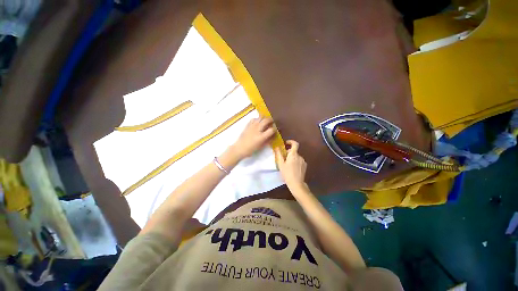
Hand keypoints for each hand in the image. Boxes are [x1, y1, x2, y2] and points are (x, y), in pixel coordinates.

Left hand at [231, 117, 275, 158]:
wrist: (240, 148)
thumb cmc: (251, 149)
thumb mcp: (261, 146)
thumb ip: (268, 140)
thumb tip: (273, 135)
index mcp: (261, 136)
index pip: (271, 130)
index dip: (275, 129)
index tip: (276, 129)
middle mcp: (257, 129)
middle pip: (266, 120)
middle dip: (271, 120)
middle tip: (272, 122)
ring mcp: (252, 126)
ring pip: (260, 117)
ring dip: (264, 118)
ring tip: (266, 121)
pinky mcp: (248, 125)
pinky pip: (254, 118)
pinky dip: (257, 119)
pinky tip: (258, 122)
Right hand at [274, 140, 306, 188]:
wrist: (296, 184)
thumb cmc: (287, 173)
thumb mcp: (280, 164)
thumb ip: (279, 154)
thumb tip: (277, 147)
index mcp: (293, 154)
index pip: (295, 144)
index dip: (291, 142)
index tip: (286, 143)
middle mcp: (299, 156)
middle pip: (294, 151)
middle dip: (288, 153)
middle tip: (282, 159)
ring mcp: (303, 161)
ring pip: (296, 157)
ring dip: (291, 158)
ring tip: (287, 165)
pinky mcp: (305, 166)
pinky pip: (299, 161)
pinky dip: (295, 162)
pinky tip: (292, 169)